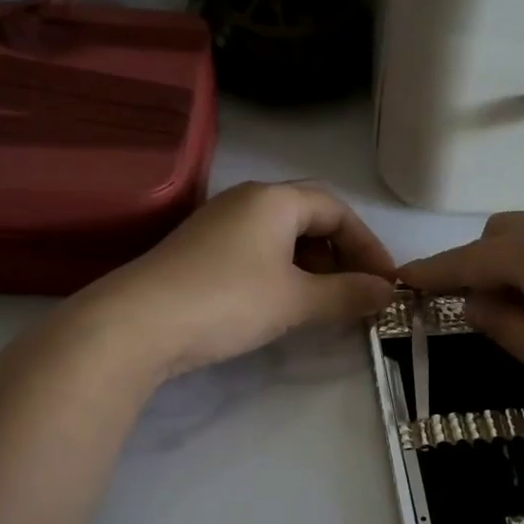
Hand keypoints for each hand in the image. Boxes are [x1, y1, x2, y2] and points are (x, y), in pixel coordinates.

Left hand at [72, 182, 396, 381]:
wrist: (136, 324)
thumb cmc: (227, 300)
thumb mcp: (295, 300)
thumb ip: (346, 294)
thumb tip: (388, 292)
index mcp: (274, 199)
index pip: (336, 210)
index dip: (367, 244)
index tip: (385, 282)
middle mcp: (246, 201)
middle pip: (309, 218)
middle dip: (340, 254)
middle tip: (357, 292)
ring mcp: (218, 225)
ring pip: (281, 237)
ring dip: (312, 266)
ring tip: (324, 303)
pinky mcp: (200, 252)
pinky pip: (256, 253)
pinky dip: (282, 274)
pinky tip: (283, 304)